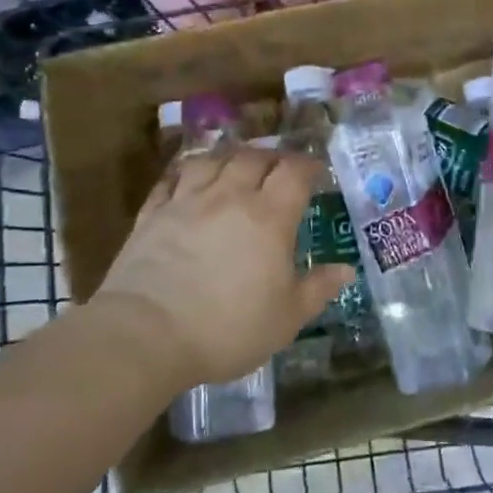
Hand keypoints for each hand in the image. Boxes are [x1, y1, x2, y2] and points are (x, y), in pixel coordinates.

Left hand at [91, 148, 354, 389]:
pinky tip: (189, 181)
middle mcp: (229, 197)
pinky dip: (186, 174)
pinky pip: (171, 180)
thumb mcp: (287, 318)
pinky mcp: (152, 215)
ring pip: (212, 160)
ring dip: (230, 158)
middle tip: (280, 169)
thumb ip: (318, 289)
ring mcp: (186, 202)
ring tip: (237, 166)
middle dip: (272, 157)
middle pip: (254, 157)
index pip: (294, 172)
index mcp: (269, 216)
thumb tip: (346, 270)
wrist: (146, 335)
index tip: (318, 172)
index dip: (309, 166)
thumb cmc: (227, 328)